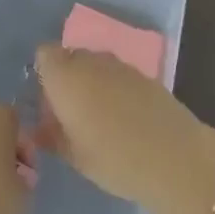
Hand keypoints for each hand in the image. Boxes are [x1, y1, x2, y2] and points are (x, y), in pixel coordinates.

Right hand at [33, 44, 206, 208]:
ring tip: (97, 116)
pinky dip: (115, 88)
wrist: (174, 157)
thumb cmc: (113, 158)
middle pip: (70, 56)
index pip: (45, 55)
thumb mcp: (73, 155)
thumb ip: (51, 136)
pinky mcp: (144, 74)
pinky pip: (118, 74)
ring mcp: (120, 65)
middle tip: (69, 111)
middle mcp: (90, 61)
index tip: (47, 101)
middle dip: (67, 77)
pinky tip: (123, 116)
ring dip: (92, 82)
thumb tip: (40, 128)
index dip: (44, 73)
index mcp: (65, 76)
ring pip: (95, 64)